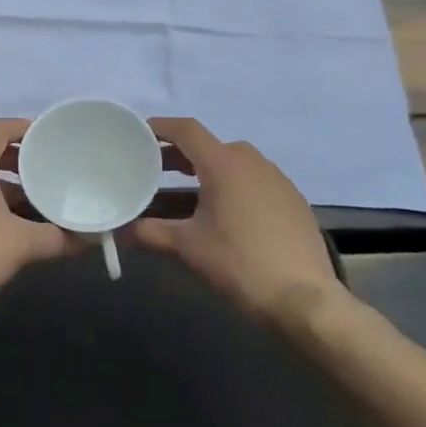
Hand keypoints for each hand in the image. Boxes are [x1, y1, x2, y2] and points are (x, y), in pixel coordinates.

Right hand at [132, 118, 340, 320]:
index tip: (140, 133)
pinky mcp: (292, 199)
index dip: (161, 127)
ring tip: (186, 194)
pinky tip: (225, 214)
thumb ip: (151, 233)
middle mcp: (251, 161)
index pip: (187, 130)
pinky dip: (232, 186)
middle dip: (179, 155)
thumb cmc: (240, 263)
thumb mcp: (189, 247)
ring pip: (233, 164)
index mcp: (224, 163)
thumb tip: (120, 232)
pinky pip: (254, 181)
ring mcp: (276, 179)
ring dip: (206, 172)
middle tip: (155, 170)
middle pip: (208, 146)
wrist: (305, 299)